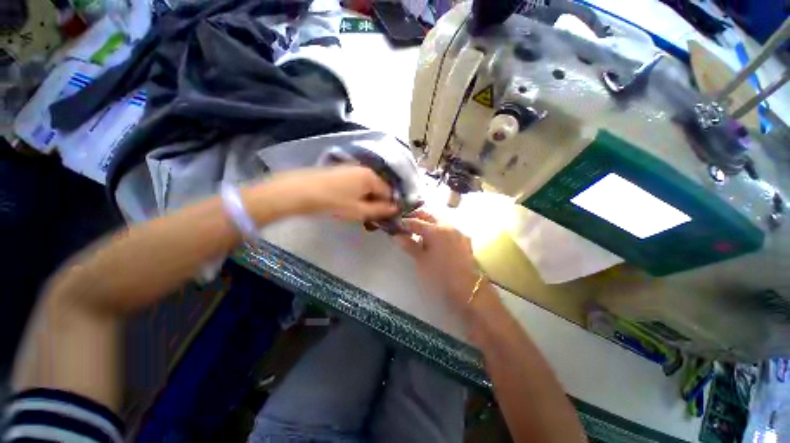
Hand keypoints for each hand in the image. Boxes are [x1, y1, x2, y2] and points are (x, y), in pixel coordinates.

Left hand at [260, 166, 398, 221]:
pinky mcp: (341, 170)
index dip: (387, 206)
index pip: (389, 192)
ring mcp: (352, 168)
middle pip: (378, 188)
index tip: (381, 218)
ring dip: (366, 199)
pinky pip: (357, 183)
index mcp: (371, 177)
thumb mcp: (359, 211)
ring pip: (367, 187)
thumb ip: (380, 210)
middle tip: (367, 216)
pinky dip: (357, 194)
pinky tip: (347, 202)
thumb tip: (395, 209)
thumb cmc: (334, 202)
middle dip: (376, 203)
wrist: (301, 191)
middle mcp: (364, 169)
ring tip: (356, 211)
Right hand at [395, 210, 481, 307]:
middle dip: (416, 217)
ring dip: (428, 222)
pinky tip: (435, 240)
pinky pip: (449, 229)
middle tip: (407, 224)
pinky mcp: (464, 239)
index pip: (415, 221)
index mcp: (435, 230)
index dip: (404, 223)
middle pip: (429, 215)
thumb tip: (397, 235)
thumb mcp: (421, 261)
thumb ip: (409, 245)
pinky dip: (439, 230)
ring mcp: (458, 232)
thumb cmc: (440, 276)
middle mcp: (447, 226)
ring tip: (419, 233)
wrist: (468, 290)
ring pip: (440, 220)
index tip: (395, 225)